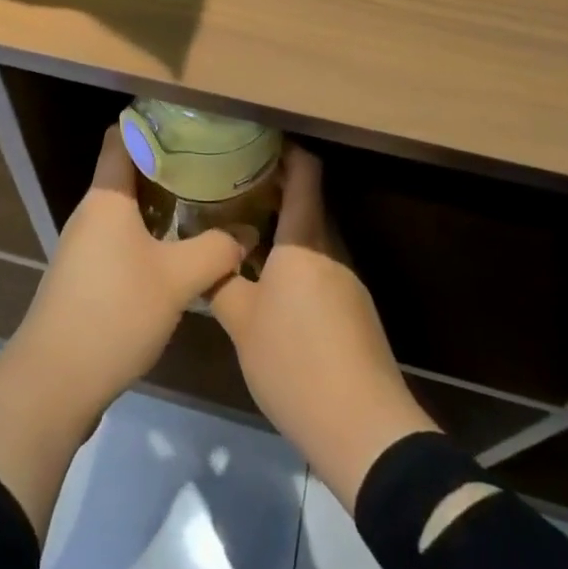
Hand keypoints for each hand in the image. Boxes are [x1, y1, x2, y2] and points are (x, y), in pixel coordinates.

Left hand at [8, 125, 250, 418]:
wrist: (53, 382)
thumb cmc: (114, 313)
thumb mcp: (177, 280)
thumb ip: (216, 250)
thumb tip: (247, 234)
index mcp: (106, 197)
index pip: (122, 137)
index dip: (153, 123)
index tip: (192, 123)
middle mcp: (91, 212)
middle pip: (128, 171)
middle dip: (169, 164)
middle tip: (213, 163)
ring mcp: (84, 245)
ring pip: (126, 207)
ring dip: (161, 202)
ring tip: (205, 201)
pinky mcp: (85, 275)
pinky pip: (121, 237)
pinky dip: (149, 233)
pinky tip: (179, 249)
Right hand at [210, 146, 438, 511]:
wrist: (362, 427)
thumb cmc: (295, 363)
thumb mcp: (241, 324)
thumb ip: (221, 283)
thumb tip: (205, 257)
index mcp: (305, 240)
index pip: (305, 173)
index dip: (285, 149)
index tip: (254, 140)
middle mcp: (331, 249)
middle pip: (309, 201)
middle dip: (274, 187)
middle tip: (232, 185)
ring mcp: (347, 279)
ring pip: (313, 235)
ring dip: (283, 225)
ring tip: (243, 228)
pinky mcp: (354, 308)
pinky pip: (321, 264)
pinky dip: (296, 256)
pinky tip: (270, 278)